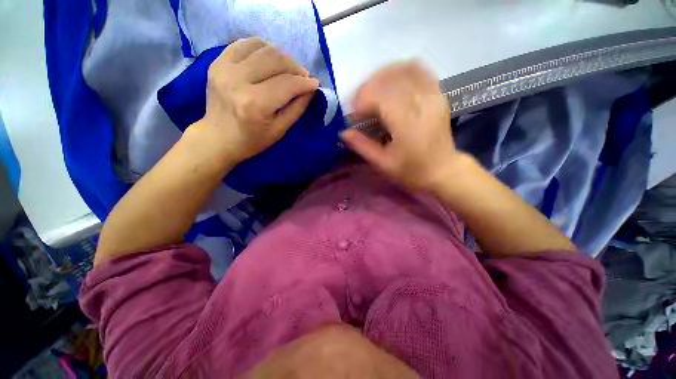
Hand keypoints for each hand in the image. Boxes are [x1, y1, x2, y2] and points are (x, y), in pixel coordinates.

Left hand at [186, 38, 318, 163]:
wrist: (218, 138)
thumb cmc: (252, 140)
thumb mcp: (280, 130)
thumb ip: (297, 108)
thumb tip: (310, 89)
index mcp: (255, 104)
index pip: (287, 84)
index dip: (305, 82)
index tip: (315, 84)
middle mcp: (237, 81)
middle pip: (275, 59)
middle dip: (295, 67)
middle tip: (303, 76)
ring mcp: (224, 68)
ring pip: (261, 47)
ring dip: (281, 55)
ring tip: (288, 68)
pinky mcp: (217, 62)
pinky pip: (244, 44)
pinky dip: (262, 48)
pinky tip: (270, 59)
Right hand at [340, 61, 463, 190]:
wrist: (442, 170)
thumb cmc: (411, 170)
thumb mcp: (383, 163)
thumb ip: (362, 146)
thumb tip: (343, 132)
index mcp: (405, 122)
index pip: (378, 96)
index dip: (361, 102)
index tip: (354, 116)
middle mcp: (420, 102)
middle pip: (388, 79)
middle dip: (367, 89)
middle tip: (359, 105)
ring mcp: (431, 95)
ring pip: (403, 70)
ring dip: (382, 76)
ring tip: (372, 92)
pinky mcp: (437, 94)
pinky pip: (419, 70)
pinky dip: (402, 71)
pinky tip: (392, 81)